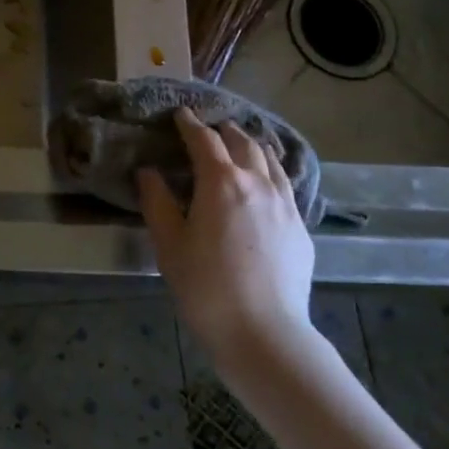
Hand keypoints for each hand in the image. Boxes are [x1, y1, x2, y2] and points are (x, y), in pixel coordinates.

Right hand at [137, 108, 315, 363]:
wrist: (264, 334)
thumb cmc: (205, 288)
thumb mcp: (169, 244)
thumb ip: (157, 201)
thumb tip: (149, 172)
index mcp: (222, 182)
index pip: (204, 140)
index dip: (189, 124)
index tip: (180, 114)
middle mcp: (258, 183)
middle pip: (242, 142)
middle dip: (222, 131)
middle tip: (207, 130)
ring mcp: (285, 204)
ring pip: (270, 160)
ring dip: (250, 146)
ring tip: (239, 146)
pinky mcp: (300, 227)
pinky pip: (285, 185)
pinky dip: (270, 171)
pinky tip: (264, 184)